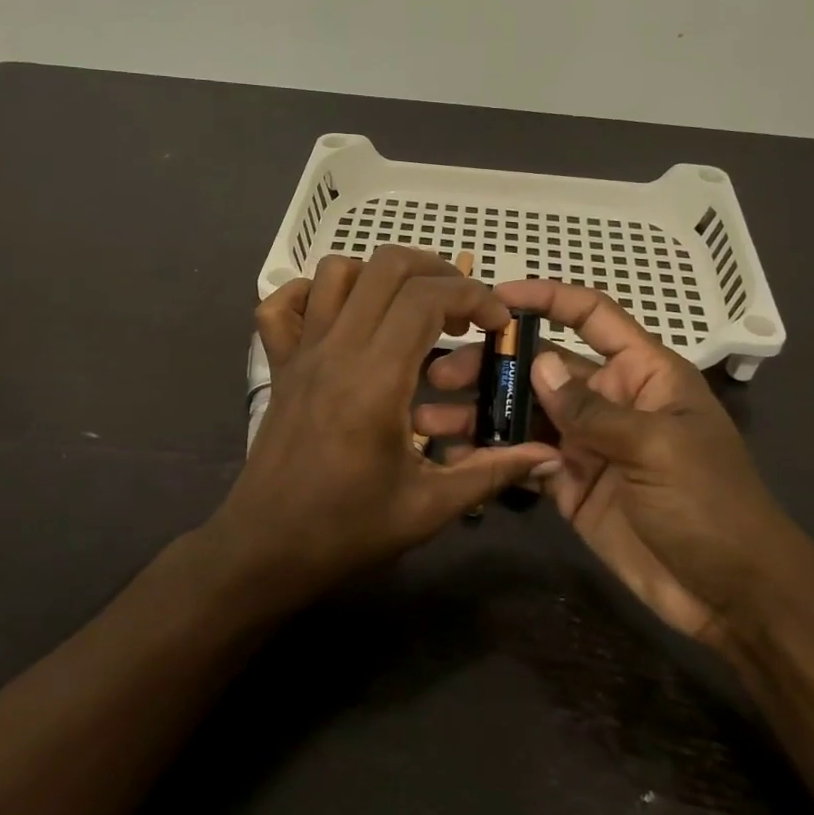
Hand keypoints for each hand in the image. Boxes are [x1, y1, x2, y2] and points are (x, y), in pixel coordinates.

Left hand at [210, 248, 556, 599]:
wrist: (265, 549)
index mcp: (377, 379)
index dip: (474, 296)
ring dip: (382, 276)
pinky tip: (342, 318)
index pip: (427, 297)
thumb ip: (491, 472)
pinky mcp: (279, 364)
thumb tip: (548, 455)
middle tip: (461, 310)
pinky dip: (313, 293)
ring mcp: (302, 352)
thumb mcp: (429, 507)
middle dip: (437, 271)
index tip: (497, 324)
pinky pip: (282, 304)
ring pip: (336, 272)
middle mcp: (337, 350)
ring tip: (410, 310)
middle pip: (386, 265)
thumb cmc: (347, 530)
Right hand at [420, 281, 790, 642]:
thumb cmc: (710, 505)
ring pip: (525, 414)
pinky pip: (525, 461)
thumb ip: (592, 408)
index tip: (496, 296)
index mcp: (642, 373)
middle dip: (493, 365)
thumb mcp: (656, 447)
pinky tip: (456, 457)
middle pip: (543, 367)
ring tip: (431, 419)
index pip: (592, 316)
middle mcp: (609, 400)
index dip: (548, 298)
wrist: (732, 595)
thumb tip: (538, 363)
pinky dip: (493, 456)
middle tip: (442, 373)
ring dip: (482, 412)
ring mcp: (586, 444)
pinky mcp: (570, 485)